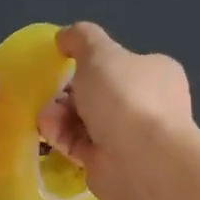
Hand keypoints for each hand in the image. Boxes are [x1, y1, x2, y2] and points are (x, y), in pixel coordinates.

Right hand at [36, 22, 191, 192]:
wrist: (141, 161)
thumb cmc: (125, 97)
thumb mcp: (99, 52)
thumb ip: (81, 38)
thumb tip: (65, 36)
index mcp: (155, 74)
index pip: (120, 64)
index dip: (89, 64)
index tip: (64, 65)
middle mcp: (148, 105)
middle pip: (98, 93)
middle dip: (68, 93)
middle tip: (49, 94)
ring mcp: (131, 137)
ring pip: (86, 120)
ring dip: (60, 115)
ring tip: (45, 117)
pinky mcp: (111, 163)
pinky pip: (80, 145)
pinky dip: (62, 137)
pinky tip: (48, 133)